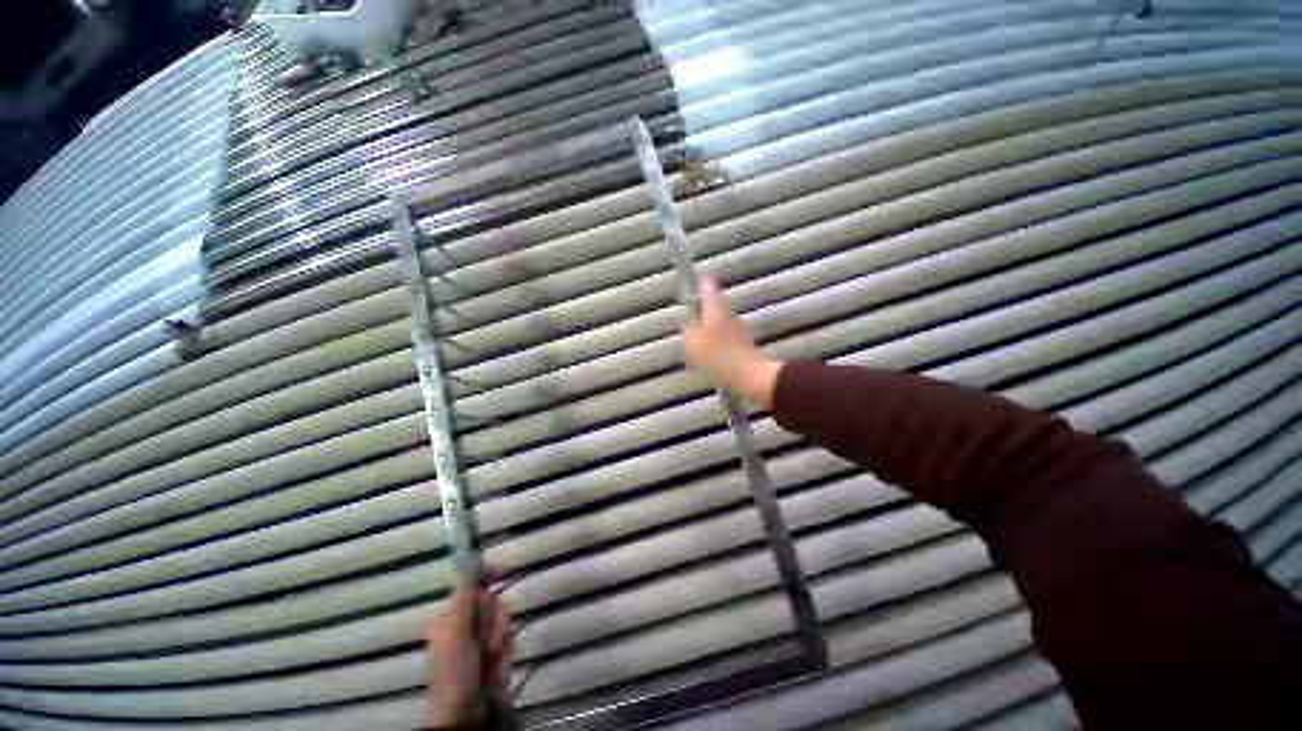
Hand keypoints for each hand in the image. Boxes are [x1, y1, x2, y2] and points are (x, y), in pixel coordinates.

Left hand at [425, 579, 510, 728]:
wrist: (467, 716)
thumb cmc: (455, 673)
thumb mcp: (455, 633)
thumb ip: (463, 599)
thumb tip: (467, 563)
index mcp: (450, 617)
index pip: (472, 584)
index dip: (488, 575)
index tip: (504, 571)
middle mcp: (465, 624)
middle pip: (492, 601)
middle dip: (494, 621)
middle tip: (485, 642)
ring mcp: (480, 640)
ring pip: (503, 619)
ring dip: (499, 639)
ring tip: (489, 660)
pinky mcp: (494, 653)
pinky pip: (508, 638)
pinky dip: (505, 651)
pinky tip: (496, 667)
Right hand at [681, 276, 783, 406]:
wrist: (748, 375)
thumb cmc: (717, 356)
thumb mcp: (692, 344)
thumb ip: (688, 331)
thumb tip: (689, 325)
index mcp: (715, 310)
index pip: (708, 289)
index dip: (703, 283)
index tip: (700, 279)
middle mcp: (729, 316)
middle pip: (715, 307)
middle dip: (704, 312)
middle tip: (692, 320)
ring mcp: (739, 330)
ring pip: (721, 325)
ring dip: (710, 331)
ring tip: (698, 345)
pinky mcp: (744, 345)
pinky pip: (726, 340)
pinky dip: (718, 345)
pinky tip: (710, 359)